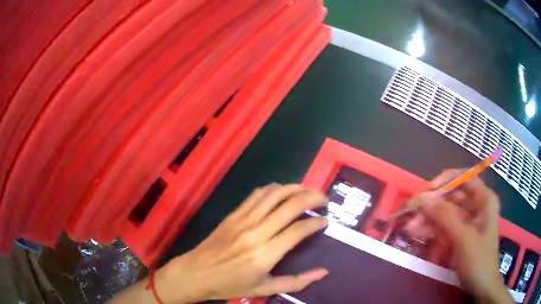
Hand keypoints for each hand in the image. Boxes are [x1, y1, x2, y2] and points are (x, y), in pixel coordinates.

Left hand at [115, 184, 328, 303]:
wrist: (196, 273)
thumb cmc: (230, 285)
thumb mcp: (265, 289)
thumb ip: (296, 282)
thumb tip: (323, 272)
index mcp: (265, 254)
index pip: (299, 230)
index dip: (316, 222)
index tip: (326, 220)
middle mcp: (257, 232)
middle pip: (290, 205)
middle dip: (311, 197)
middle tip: (323, 198)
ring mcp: (243, 219)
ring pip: (274, 194)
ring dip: (294, 188)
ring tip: (308, 190)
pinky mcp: (233, 214)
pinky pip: (256, 195)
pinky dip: (273, 189)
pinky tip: (282, 190)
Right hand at [405, 169, 511, 303]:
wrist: (480, 286)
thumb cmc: (479, 260)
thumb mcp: (463, 239)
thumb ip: (445, 217)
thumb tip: (423, 199)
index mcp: (483, 199)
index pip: (465, 178)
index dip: (446, 180)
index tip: (428, 190)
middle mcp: (476, 206)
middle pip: (452, 196)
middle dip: (432, 205)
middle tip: (412, 212)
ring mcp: (467, 221)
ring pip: (445, 212)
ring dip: (428, 219)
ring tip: (410, 227)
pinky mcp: (459, 234)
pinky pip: (444, 226)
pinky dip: (431, 229)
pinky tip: (417, 233)